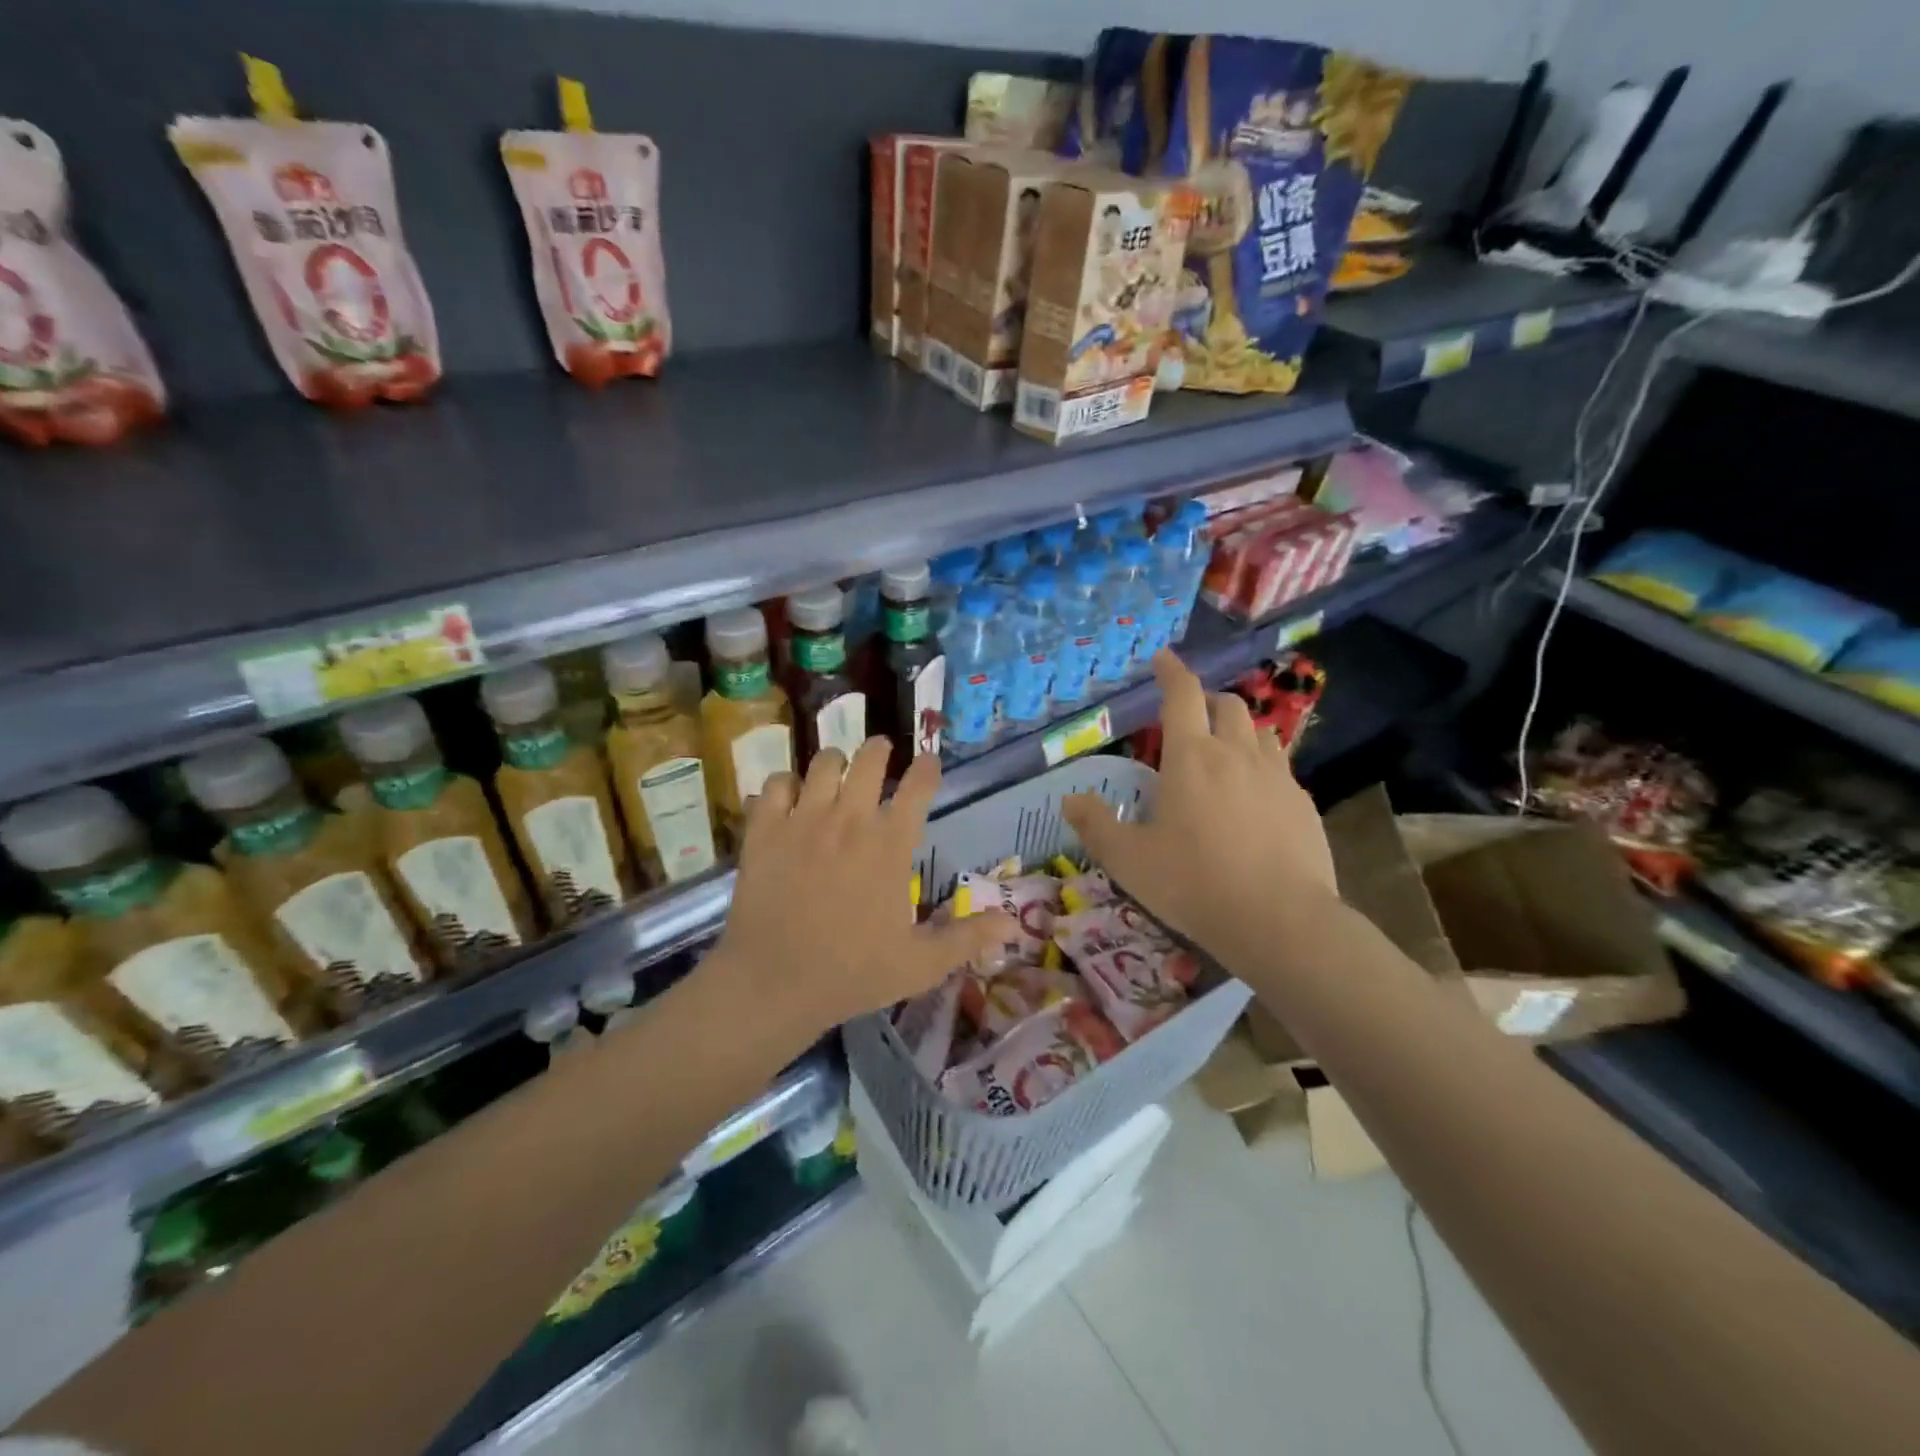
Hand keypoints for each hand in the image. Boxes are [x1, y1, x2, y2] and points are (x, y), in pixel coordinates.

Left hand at [710, 739, 1009, 1048]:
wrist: (774, 983)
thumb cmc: (853, 973)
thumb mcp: (921, 964)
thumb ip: (968, 938)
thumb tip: (1015, 926)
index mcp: (890, 844)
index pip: (918, 787)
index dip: (927, 768)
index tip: (929, 762)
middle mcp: (849, 819)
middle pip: (869, 759)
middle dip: (879, 750)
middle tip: (881, 753)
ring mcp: (803, 820)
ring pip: (823, 763)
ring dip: (834, 763)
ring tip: (836, 772)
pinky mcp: (764, 830)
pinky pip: (774, 785)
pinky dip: (783, 785)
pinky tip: (787, 798)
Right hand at [1062, 651, 1337, 967]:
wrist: (1279, 921)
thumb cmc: (1193, 884)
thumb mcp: (1129, 860)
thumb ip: (1096, 825)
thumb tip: (1070, 800)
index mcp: (1191, 758)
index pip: (1182, 695)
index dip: (1171, 671)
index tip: (1163, 657)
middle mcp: (1236, 754)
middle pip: (1227, 705)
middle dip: (1207, 701)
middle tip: (1190, 717)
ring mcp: (1277, 777)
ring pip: (1260, 732)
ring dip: (1238, 730)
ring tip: (1223, 752)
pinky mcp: (1303, 803)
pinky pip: (1281, 768)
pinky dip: (1262, 767)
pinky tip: (1254, 798)